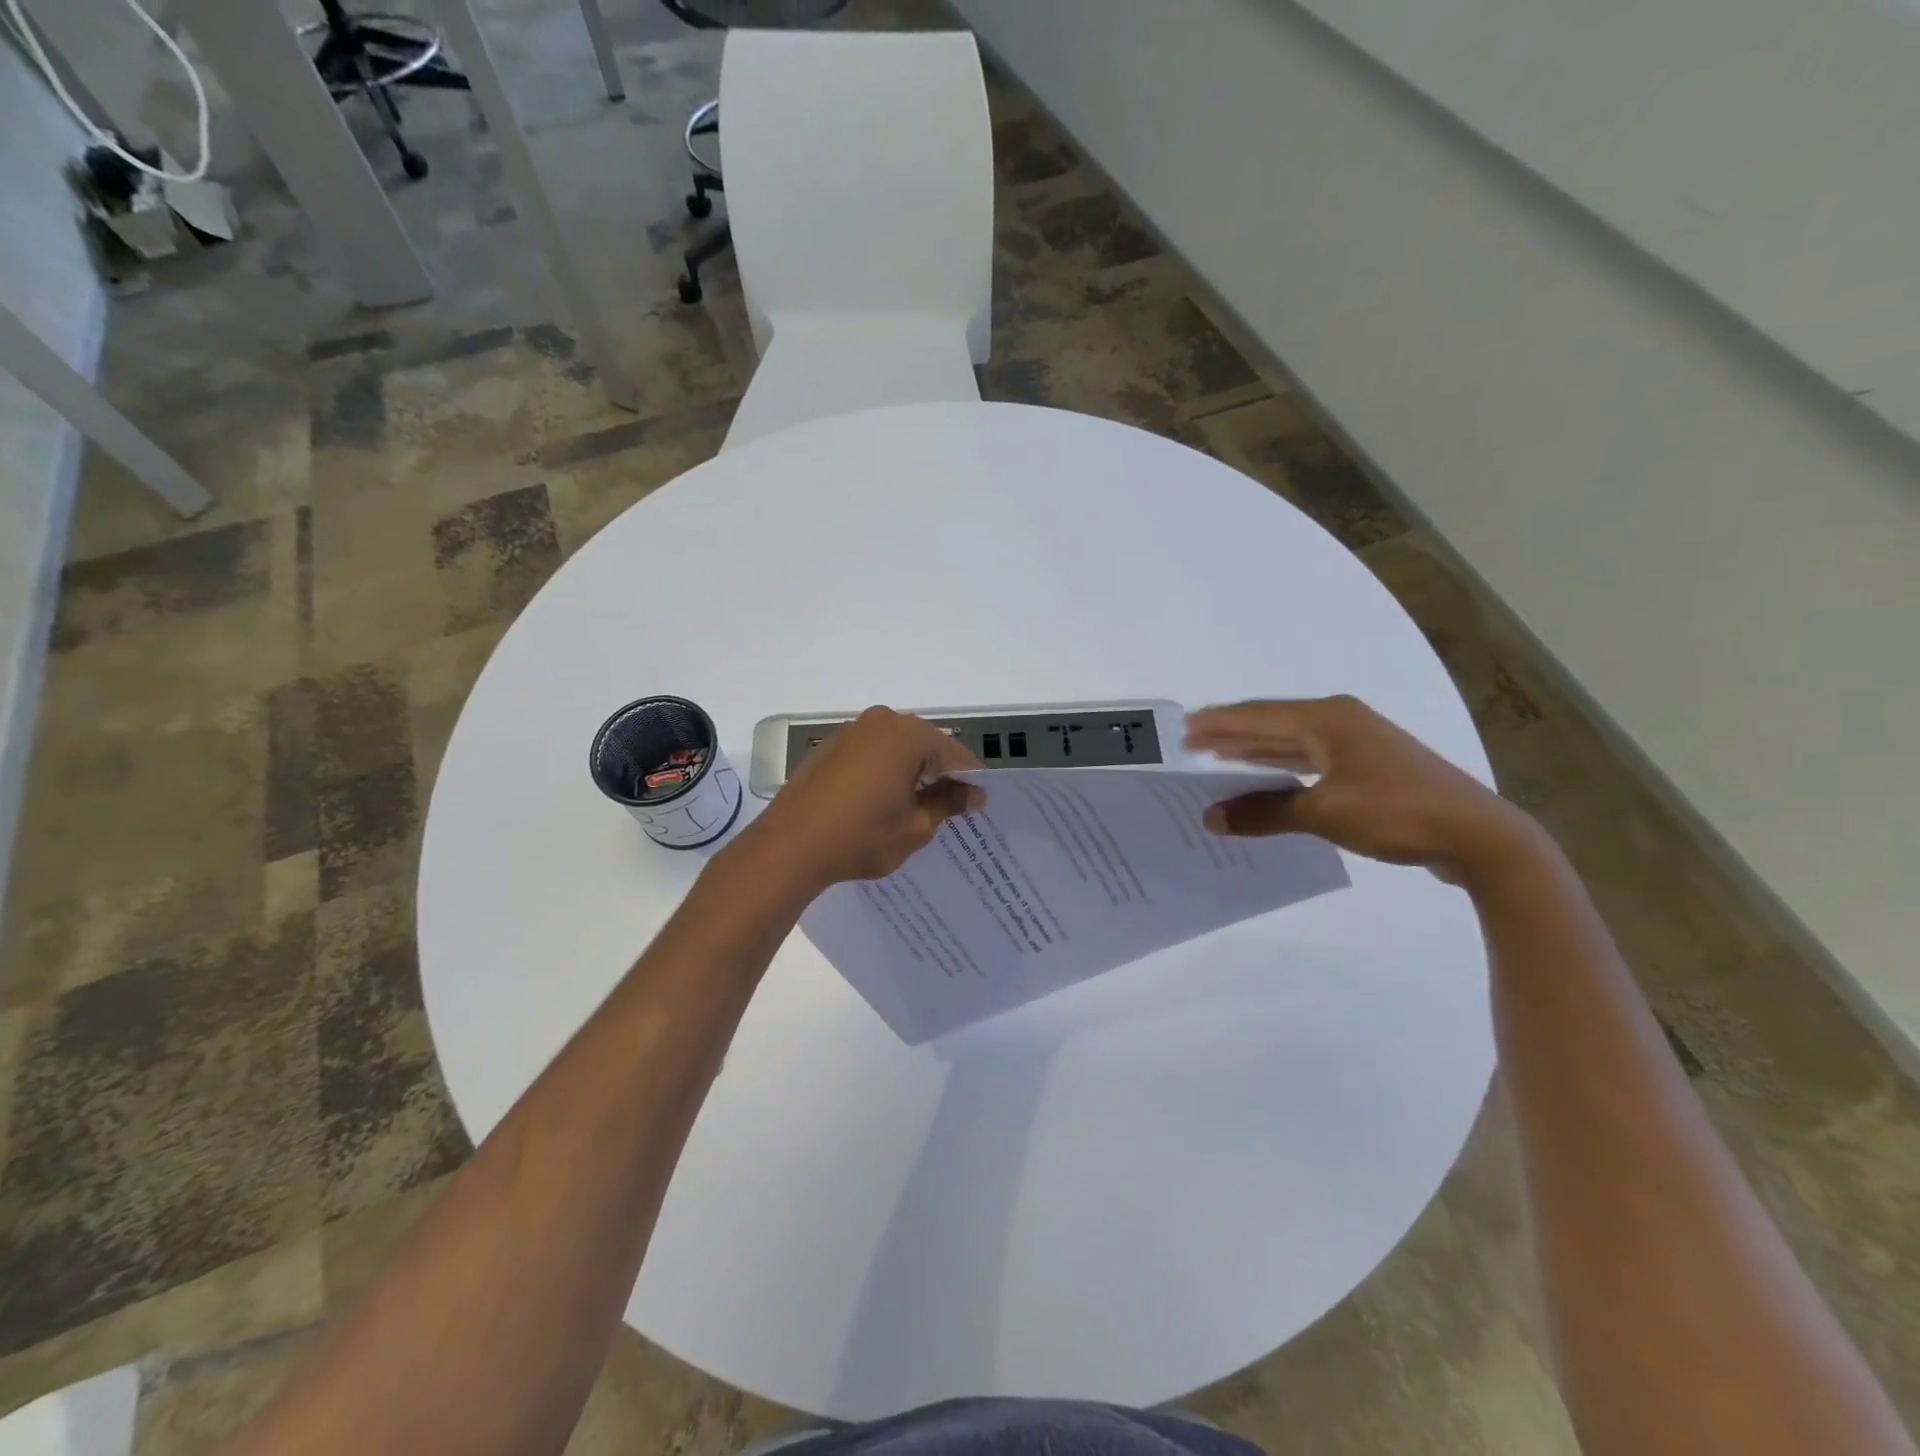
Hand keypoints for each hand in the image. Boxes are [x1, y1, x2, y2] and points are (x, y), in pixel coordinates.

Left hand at [738, 706, 984, 895]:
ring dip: (913, 769)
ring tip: (919, 804)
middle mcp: (881, 722)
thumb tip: (972, 794)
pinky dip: (886, 770)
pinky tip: (884, 799)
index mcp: (908, 736)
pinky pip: (872, 752)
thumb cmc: (860, 836)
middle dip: (941, 771)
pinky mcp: (830, 746)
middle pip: (926, 744)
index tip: (979, 804)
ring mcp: (852, 731)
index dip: (970, 780)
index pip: (955, 754)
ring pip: (898, 747)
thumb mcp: (915, 826)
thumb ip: (947, 804)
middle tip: (954, 804)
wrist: (789, 846)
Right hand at [1183, 696, 1543, 883]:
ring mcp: (1356, 744)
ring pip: (1291, 742)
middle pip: (1272, 725)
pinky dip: (1281, 768)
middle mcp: (1339, 722)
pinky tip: (1264, 777)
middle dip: (1231, 734)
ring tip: (1216, 756)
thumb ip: (1265, 812)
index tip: (1182, 728)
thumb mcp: (1324, 813)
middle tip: (1191, 742)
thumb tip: (1212, 818)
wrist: (1478, 835)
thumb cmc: (1397, 812)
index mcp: (1327, 720)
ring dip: (1254, 751)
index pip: (1257, 716)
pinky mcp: (1367, 768)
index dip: (1218, 723)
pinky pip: (1309, 761)